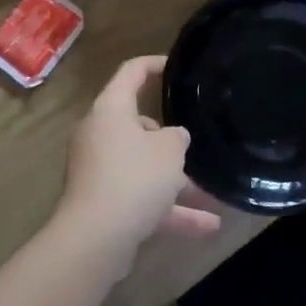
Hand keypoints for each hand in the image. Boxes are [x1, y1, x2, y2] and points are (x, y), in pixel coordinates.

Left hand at [53, 56, 221, 267]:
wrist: (95, 239)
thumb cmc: (134, 178)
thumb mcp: (169, 150)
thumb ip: (177, 137)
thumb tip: (173, 137)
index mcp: (111, 110)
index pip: (131, 73)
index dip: (153, 65)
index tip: (174, 67)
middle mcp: (99, 135)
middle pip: (137, 126)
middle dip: (168, 139)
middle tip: (192, 145)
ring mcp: (98, 171)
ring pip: (142, 168)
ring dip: (175, 182)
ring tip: (211, 195)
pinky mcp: (101, 204)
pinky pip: (140, 199)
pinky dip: (168, 210)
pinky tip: (206, 227)